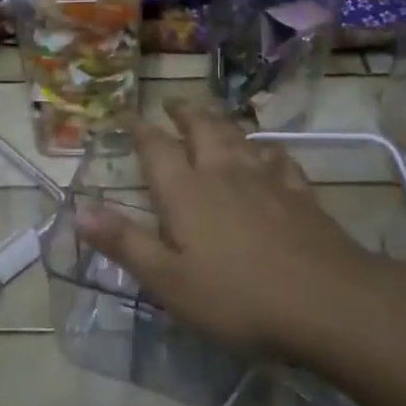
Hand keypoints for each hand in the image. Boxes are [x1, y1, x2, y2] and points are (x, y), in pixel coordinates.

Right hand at [73, 103, 402, 361]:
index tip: (128, 114)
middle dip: (183, 113)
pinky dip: (266, 150)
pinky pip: (279, 158)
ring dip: (220, 122)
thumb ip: (125, 242)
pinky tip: (267, 153)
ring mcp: (266, 179)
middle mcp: (223, 172)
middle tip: (172, 103)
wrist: (327, 302)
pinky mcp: (300, 193)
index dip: (140, 129)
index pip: (156, 148)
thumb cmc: (237, 297)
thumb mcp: (168, 280)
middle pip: (200, 129)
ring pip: (238, 137)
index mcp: (186, 191)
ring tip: (211, 117)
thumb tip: (78, 210)